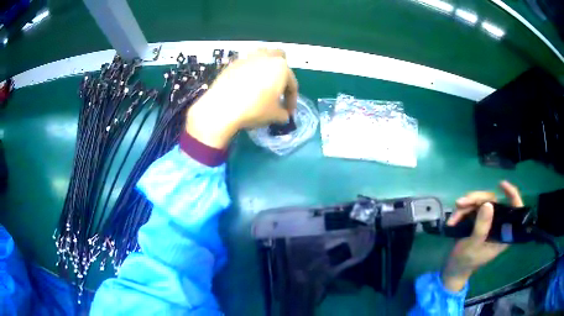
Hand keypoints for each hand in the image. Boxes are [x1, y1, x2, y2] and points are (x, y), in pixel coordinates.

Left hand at [186, 49, 298, 148]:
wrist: (222, 107)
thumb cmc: (254, 109)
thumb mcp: (275, 115)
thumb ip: (283, 114)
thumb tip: (283, 114)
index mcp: (281, 67)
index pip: (292, 83)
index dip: (292, 100)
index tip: (289, 113)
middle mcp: (266, 57)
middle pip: (279, 58)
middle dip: (281, 72)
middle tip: (277, 88)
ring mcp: (247, 57)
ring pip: (261, 55)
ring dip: (265, 65)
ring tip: (262, 81)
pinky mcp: (232, 63)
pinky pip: (246, 64)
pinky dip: (249, 71)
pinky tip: (244, 85)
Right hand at [441, 181, 523, 291]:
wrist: (453, 268)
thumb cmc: (465, 261)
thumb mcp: (473, 246)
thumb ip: (482, 227)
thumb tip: (488, 204)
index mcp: (503, 233)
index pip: (514, 210)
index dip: (512, 194)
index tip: (501, 185)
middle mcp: (498, 224)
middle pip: (493, 201)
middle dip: (476, 200)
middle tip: (460, 203)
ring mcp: (487, 221)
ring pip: (481, 203)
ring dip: (465, 206)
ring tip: (453, 217)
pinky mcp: (478, 221)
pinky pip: (472, 208)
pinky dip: (461, 212)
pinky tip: (452, 220)